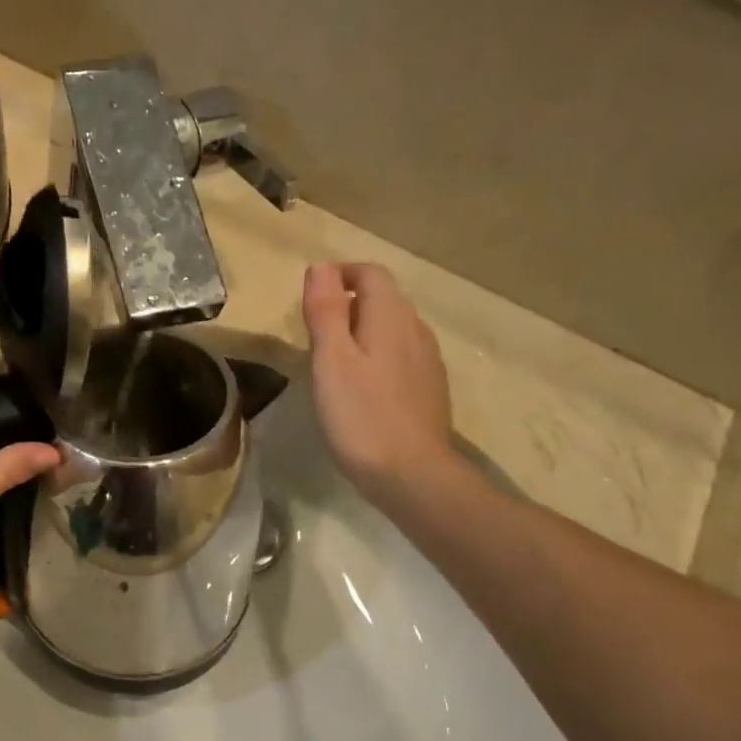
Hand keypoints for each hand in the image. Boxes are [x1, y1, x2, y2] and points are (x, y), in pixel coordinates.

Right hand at [301, 262, 454, 506]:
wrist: (411, 473)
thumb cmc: (361, 415)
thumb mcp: (331, 360)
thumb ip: (326, 311)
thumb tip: (320, 266)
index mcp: (390, 317)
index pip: (370, 274)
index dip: (341, 274)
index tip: (311, 294)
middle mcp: (415, 330)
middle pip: (384, 298)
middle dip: (350, 301)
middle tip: (314, 329)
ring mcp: (427, 360)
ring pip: (394, 327)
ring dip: (364, 328)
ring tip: (334, 357)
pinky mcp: (429, 387)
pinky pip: (402, 354)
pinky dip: (378, 353)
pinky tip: (362, 384)